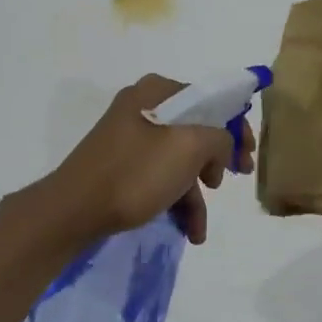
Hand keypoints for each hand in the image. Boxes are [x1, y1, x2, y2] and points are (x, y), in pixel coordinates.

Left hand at [30, 76, 253, 246]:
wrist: (74, 210)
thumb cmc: (135, 173)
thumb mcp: (189, 148)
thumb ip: (219, 137)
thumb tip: (220, 146)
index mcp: (157, 92)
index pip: (210, 99)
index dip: (235, 127)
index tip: (247, 158)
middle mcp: (143, 108)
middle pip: (196, 131)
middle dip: (216, 162)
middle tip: (227, 182)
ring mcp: (130, 139)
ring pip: (179, 160)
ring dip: (196, 194)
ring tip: (200, 227)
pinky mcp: (121, 166)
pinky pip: (159, 176)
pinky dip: (176, 200)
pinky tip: (188, 230)